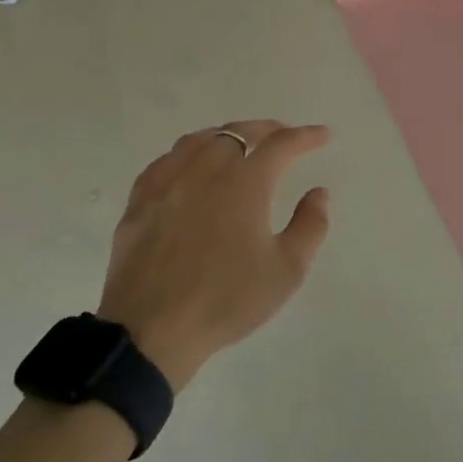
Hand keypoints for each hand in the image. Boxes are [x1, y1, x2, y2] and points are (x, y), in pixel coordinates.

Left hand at [100, 121, 331, 388]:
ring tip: (238, 144)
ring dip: (225, 136)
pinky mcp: (139, 202)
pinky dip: (186, 154)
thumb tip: (318, 193)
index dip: (305, 136)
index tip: (323, 135)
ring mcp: (167, 184)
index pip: (281, 145)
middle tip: (283, 136)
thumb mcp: (286, 270)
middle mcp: (205, 171)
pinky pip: (165, 162)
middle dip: (265, 130)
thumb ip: (310, 226)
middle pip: (237, 133)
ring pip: (198, 141)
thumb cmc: (226, 301)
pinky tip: (188, 166)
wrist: (150, 332)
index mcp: (244, 183)